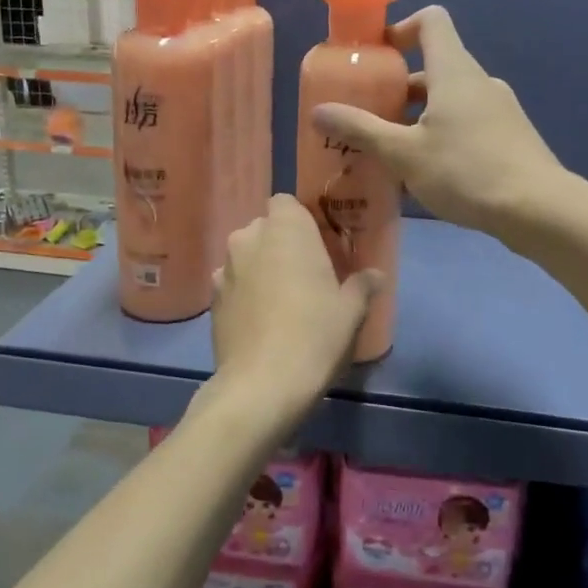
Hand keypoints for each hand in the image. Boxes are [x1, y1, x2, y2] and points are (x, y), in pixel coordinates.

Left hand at [210, 195, 379, 416]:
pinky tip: (260, 321)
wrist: (261, 384)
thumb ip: (362, 285)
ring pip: (246, 256)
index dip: (300, 221)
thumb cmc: (315, 335)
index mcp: (285, 229)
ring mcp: (225, 269)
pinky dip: (245, 293)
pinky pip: (233, 283)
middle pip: (264, 228)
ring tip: (281, 300)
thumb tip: (375, 275)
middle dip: (281, 244)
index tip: (317, 245)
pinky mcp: (212, 299)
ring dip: (260, 268)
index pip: (285, 202)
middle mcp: (249, 238)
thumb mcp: (351, 311)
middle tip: (305, 274)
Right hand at [312, 6, 560, 237]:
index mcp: (454, 70)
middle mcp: (478, 80)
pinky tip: (427, 171)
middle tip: (369, 114)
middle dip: (398, 85)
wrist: (538, 209)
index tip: (375, 56)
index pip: (431, 20)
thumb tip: (319, 111)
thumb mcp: (403, 153)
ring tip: (391, 149)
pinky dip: (442, 132)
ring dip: (418, 114)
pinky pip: (467, 121)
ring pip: (449, 98)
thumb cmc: (466, 171)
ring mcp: (498, 108)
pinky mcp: (509, 135)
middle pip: (434, 64)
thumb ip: (360, 130)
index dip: (400, 28)